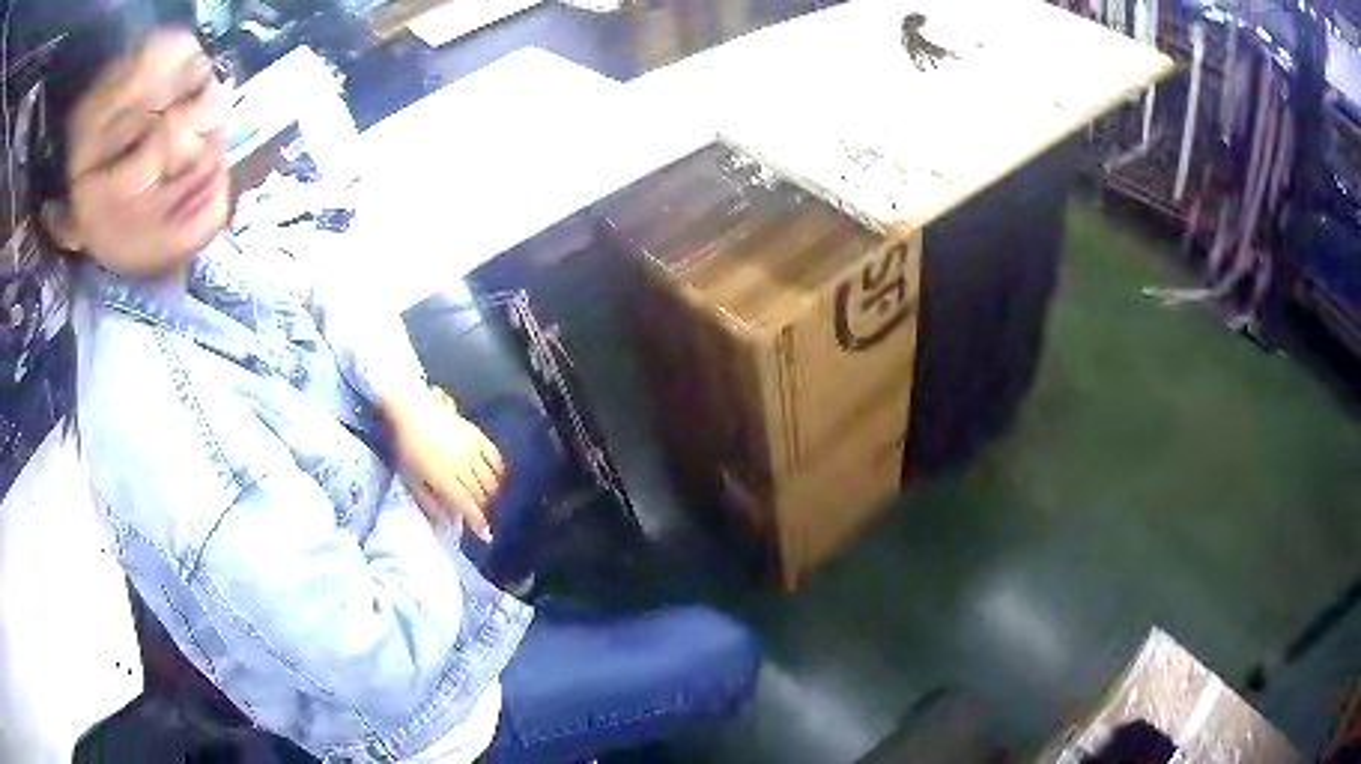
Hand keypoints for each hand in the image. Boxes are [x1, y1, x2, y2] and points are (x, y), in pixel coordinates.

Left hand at [385, 386, 504, 539]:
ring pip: (490, 479)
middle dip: (483, 507)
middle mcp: (462, 467)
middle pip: (480, 494)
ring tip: (487, 498)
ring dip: (491, 492)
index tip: (487, 535)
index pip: (468, 506)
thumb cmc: (407, 447)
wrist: (412, 411)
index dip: (478, 522)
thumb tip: (448, 524)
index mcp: (444, 479)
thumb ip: (430, 504)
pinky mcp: (477, 435)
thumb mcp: (412, 479)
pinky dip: (498, 470)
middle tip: (481, 513)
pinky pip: (495, 456)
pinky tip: (497, 476)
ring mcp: (472, 450)